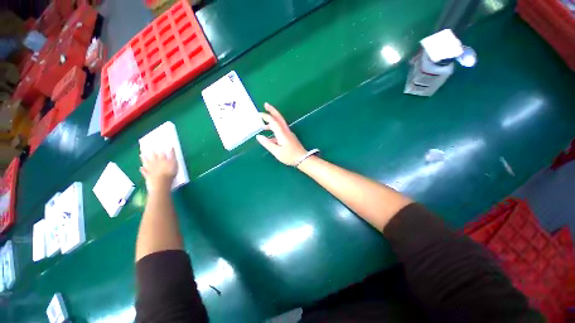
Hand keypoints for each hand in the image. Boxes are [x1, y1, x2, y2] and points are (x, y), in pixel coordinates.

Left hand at [140, 148, 177, 191]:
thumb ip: (172, 155)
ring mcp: (150, 169)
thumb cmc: (170, 172)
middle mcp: (155, 162)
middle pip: (153, 156)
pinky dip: (142, 169)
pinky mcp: (148, 175)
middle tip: (147, 147)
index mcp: (162, 159)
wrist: (161, 183)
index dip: (160, 149)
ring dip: (144, 158)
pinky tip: (141, 168)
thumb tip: (171, 147)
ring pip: (146, 162)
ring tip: (141, 155)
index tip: (159, 144)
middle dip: (151, 152)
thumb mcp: (174, 163)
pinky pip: (144, 171)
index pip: (161, 153)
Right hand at [256, 103, 307, 165]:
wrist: (302, 159)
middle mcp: (286, 131)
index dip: (266, 116)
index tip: (258, 114)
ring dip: (272, 121)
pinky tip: (270, 137)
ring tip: (263, 125)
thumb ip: (267, 144)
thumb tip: (258, 136)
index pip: (273, 121)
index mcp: (282, 133)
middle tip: (265, 104)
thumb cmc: (289, 156)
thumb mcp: (277, 152)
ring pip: (280, 123)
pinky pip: (281, 130)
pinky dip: (275, 129)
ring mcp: (288, 133)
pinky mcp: (290, 137)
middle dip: (272, 110)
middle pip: (279, 118)